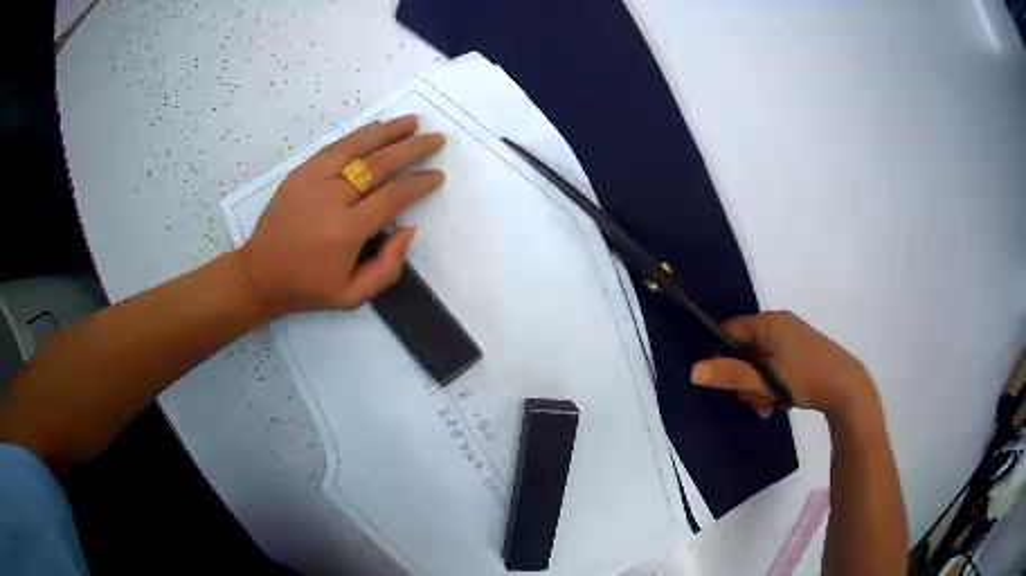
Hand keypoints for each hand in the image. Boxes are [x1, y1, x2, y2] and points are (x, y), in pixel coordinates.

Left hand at [237, 115, 444, 318]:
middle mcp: (331, 198)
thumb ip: (388, 267)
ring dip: (388, 131)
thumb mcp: (353, 296)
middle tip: (436, 139)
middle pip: (379, 165)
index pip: (393, 197)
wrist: (260, 274)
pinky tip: (377, 128)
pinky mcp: (300, 172)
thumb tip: (408, 228)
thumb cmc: (308, 288)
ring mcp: (313, 180)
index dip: (418, 184)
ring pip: (357, 147)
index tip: (437, 175)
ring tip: (412, 122)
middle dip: (412, 149)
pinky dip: (359, 135)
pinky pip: (335, 147)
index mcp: (346, 231)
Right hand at [690, 311, 878, 418]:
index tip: (726, 383)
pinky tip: (778, 401)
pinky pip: (775, 360)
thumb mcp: (765, 381)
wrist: (845, 386)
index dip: (722, 356)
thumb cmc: (804, 378)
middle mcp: (779, 322)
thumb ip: (730, 374)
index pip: (729, 331)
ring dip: (758, 384)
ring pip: (760, 359)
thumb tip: (693, 371)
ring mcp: (792, 334)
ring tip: (768, 406)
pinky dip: (772, 380)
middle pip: (745, 348)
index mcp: (768, 322)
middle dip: (744, 378)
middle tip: (754, 401)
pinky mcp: (801, 347)